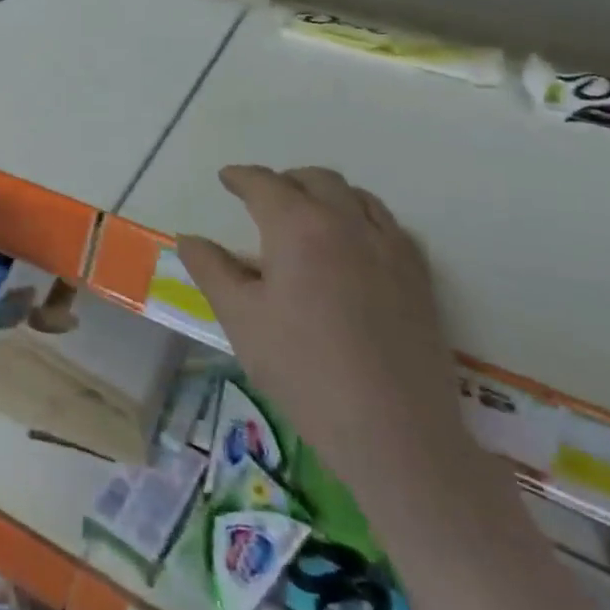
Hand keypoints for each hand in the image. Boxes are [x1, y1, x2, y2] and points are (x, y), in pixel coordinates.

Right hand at [177, 166, 469, 511]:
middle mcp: (347, 223)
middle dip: (285, 181)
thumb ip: (211, 270)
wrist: (394, 431)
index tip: (226, 178)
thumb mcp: (240, 319)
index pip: (264, 184)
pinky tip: (354, 246)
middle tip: (263, 198)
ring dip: (326, 194)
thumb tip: (189, 239)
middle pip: (315, 180)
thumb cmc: (303, 370)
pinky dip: (363, 218)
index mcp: (298, 227)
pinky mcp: (420, 276)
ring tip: (308, 215)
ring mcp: (391, 247)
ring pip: (357, 196)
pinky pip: (389, 225)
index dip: (241, 177)